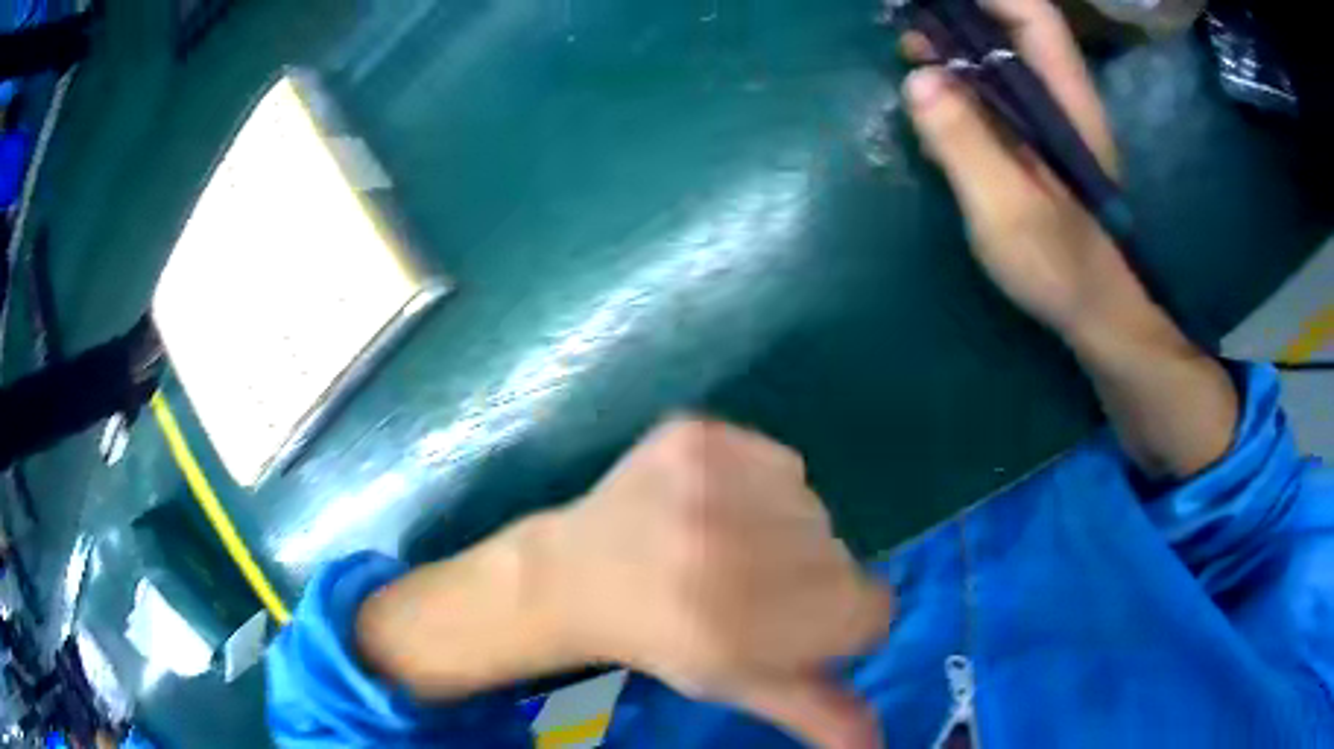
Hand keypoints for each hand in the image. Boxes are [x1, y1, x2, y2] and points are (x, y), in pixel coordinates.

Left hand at [538, 419, 893, 748]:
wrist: (575, 573)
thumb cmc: (663, 640)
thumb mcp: (740, 686)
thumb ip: (819, 713)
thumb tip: (879, 747)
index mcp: (739, 626)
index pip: (869, 612)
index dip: (840, 623)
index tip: (798, 625)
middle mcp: (725, 550)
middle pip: (842, 559)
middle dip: (813, 582)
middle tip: (749, 590)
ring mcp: (706, 480)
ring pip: (815, 507)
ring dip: (789, 532)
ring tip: (727, 549)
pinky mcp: (696, 435)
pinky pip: (780, 461)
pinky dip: (763, 486)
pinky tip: (714, 507)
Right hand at [901, 0, 1148, 338]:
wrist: (1098, 314)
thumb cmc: (1061, 267)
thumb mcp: (1007, 211)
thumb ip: (965, 143)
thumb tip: (917, 77)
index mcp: (1065, 101)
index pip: (1034, 16)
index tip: (930, 1)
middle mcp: (1060, 97)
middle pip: (1014, 25)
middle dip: (957, 15)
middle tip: (907, 29)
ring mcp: (1048, 119)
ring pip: (1002, 55)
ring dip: (954, 44)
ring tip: (910, 52)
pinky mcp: (1035, 142)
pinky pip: (996, 89)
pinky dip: (960, 78)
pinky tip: (933, 95)